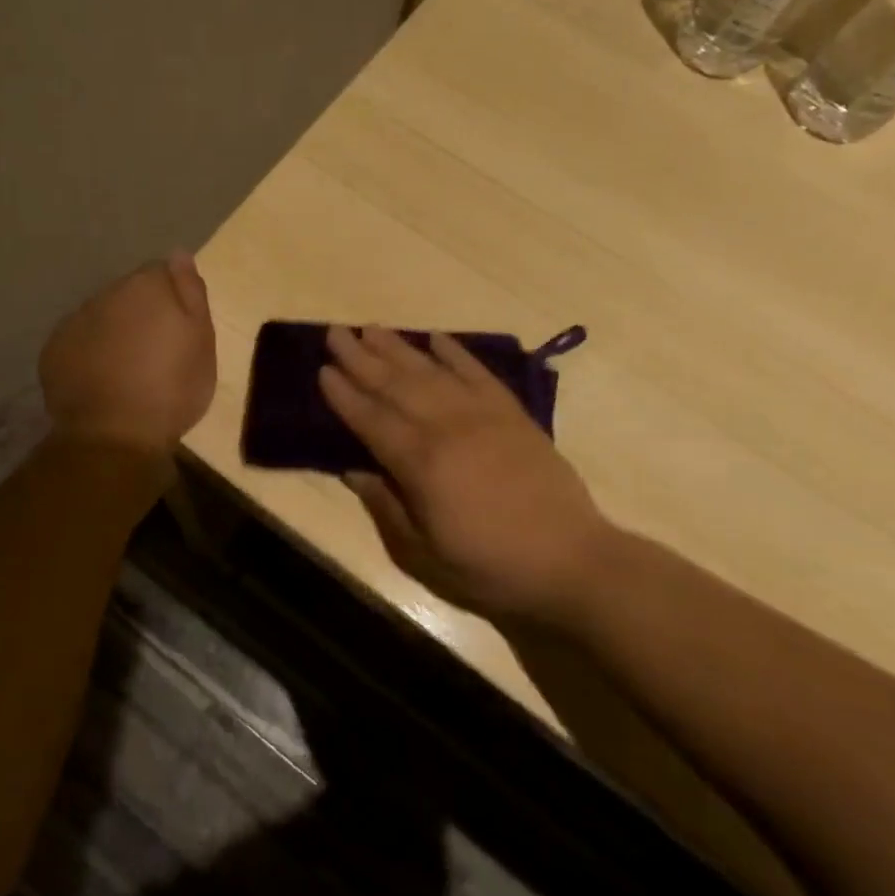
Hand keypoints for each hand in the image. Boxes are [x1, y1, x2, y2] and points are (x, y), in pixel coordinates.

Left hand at [41, 253, 216, 456]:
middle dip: (141, 313)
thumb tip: (179, 253)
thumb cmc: (172, 389)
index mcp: (145, 286)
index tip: (181, 328)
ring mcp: (74, 322)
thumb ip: (191, 292)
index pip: (162, 273)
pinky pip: (78, 342)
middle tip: (156, 352)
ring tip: (127, 369)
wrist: (114, 437)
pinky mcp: (53, 351)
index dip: (174, 298)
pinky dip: (90, 353)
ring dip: (114, 332)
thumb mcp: (202, 341)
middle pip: (129, 294)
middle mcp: (105, 294)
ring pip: (102, 317)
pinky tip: (101, 380)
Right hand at [320, 325, 616, 627]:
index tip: (322, 369)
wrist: (572, 560)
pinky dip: (455, 353)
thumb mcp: (425, 555)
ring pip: (430, 372)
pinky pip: (477, 373)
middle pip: (395, 385)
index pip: (371, 420)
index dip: (344, 395)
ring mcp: (482, 415)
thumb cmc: (490, 567)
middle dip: (361, 358)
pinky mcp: (512, 413)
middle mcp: (447, 428)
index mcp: (421, 464)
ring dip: (398, 348)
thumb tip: (352, 471)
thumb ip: (386, 507)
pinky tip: (436, 338)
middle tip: (336, 332)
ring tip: (372, 328)